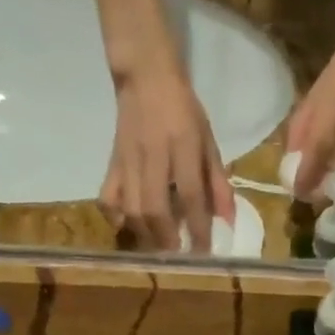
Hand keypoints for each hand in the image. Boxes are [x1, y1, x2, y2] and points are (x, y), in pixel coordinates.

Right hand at [102, 63, 235, 250]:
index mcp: (183, 146)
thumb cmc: (184, 110)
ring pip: (130, 206)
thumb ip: (218, 182)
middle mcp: (153, 155)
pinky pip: (106, 196)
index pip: (190, 194)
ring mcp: (128, 159)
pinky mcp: (111, 161)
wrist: (146, 78)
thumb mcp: (209, 141)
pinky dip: (114, 217)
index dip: (197, 226)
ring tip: (158, 247)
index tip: (204, 251)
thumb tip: (228, 220)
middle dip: (166, 238)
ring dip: (145, 234)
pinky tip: (127, 226)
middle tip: (178, 256)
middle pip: (154, 207)